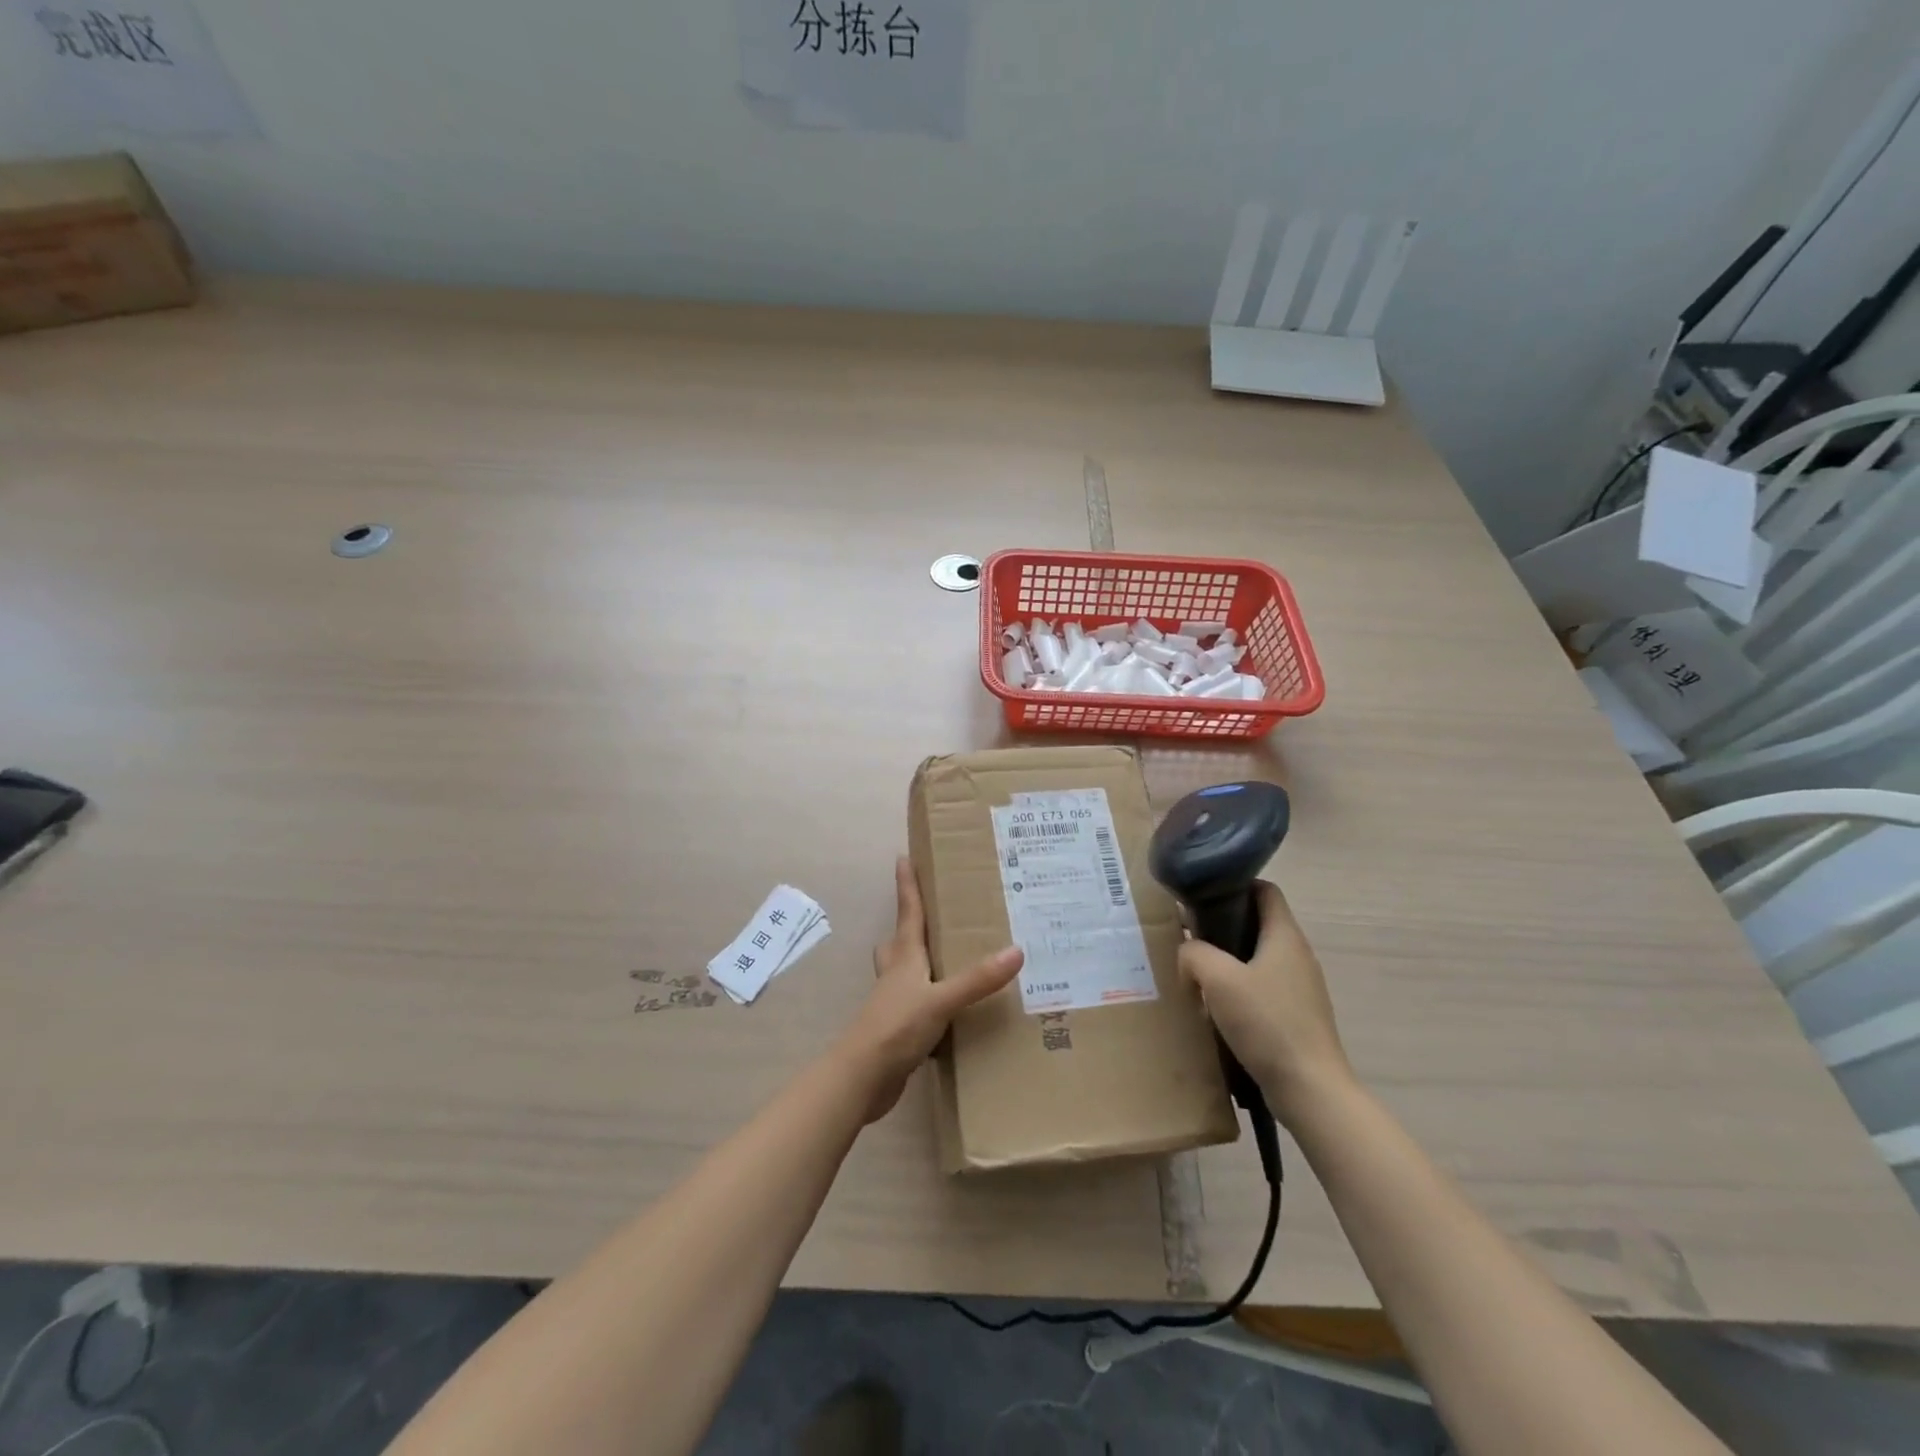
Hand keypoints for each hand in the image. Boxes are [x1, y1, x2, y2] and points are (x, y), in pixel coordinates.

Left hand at [836, 858, 1023, 1123]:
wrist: (861, 1078)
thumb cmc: (895, 1028)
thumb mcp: (941, 1000)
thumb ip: (976, 979)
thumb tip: (1016, 950)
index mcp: (904, 957)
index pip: (908, 912)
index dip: (907, 885)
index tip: (903, 858)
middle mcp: (897, 974)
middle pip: (900, 940)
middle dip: (912, 923)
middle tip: (934, 912)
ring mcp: (894, 1003)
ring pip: (905, 972)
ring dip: (920, 962)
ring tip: (947, 958)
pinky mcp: (898, 1029)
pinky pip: (916, 1003)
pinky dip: (930, 998)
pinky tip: (951, 1009)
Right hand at [1178, 880, 1350, 1124]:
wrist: (1310, 1089)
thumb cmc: (1266, 1023)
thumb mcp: (1217, 979)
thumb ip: (1195, 953)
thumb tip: (1188, 951)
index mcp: (1285, 936)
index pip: (1265, 890)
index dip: (1235, 884)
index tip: (1202, 895)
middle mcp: (1297, 956)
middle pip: (1257, 924)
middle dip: (1221, 927)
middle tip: (1188, 936)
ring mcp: (1300, 988)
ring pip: (1256, 959)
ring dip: (1227, 963)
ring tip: (1195, 975)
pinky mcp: (1296, 1017)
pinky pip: (1262, 990)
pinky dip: (1238, 991)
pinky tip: (1215, 1010)